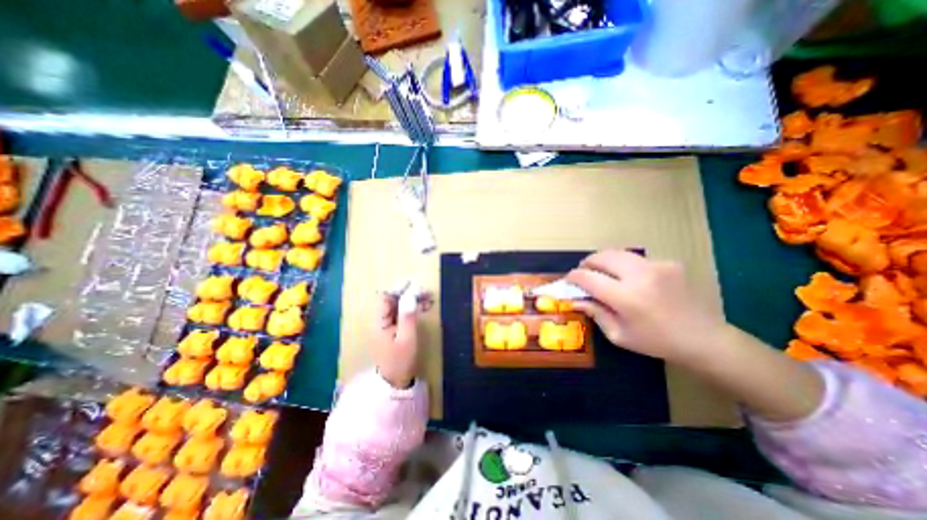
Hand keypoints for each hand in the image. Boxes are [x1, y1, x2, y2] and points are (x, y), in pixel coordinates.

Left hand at [372, 289, 428, 389]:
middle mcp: (380, 319)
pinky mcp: (393, 327)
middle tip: (427, 293)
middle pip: (392, 299)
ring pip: (399, 304)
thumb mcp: (406, 338)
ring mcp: (387, 323)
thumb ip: (407, 316)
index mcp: (379, 321)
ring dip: (413, 300)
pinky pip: (402, 312)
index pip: (385, 297)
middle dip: (409, 293)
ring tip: (430, 299)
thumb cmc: (400, 360)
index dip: (398, 288)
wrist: (395, 381)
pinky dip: (413, 308)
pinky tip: (425, 307)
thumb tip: (411, 295)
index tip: (414, 284)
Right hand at [569, 247, 727, 365]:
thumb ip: (595, 313)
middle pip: (602, 257)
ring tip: (602, 272)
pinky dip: (625, 266)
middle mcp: (640, 275)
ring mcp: (657, 265)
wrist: (705, 339)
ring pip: (618, 252)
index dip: (573, 276)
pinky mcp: (668, 262)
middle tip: (584, 273)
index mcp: (626, 297)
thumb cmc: (656, 342)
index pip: (588, 277)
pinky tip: (631, 279)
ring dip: (604, 260)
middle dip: (587, 263)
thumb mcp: (619, 335)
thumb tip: (576, 299)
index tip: (569, 280)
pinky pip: (636, 259)